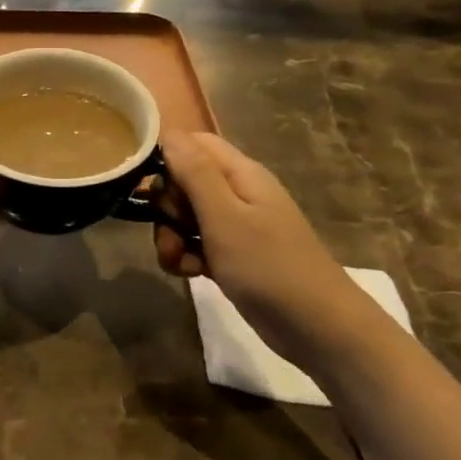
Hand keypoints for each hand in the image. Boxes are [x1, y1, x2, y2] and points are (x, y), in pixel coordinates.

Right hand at [154, 132, 383, 368]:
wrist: (315, 327)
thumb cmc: (269, 266)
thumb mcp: (224, 216)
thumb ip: (194, 172)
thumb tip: (167, 132)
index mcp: (240, 174)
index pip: (193, 144)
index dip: (166, 157)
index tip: (145, 184)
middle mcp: (237, 193)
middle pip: (183, 182)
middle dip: (166, 207)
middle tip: (173, 230)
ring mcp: (234, 226)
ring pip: (184, 217)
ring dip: (171, 237)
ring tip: (180, 261)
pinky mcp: (231, 255)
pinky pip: (195, 244)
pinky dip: (186, 257)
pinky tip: (191, 274)